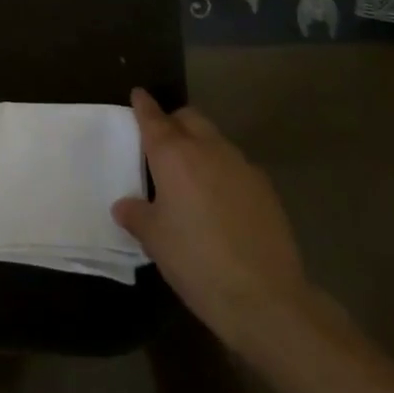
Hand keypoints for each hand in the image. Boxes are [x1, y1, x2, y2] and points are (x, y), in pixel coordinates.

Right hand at [113, 89, 315, 360]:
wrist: (265, 297)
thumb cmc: (195, 260)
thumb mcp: (154, 239)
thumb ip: (137, 214)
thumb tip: (126, 205)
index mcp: (174, 155)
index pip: (154, 118)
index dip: (143, 106)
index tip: (138, 95)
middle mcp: (209, 150)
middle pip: (190, 118)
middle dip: (174, 122)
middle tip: (160, 141)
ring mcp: (243, 167)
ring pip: (216, 141)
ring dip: (200, 146)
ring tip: (189, 176)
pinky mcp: (267, 189)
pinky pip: (236, 167)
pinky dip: (222, 171)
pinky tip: (219, 201)